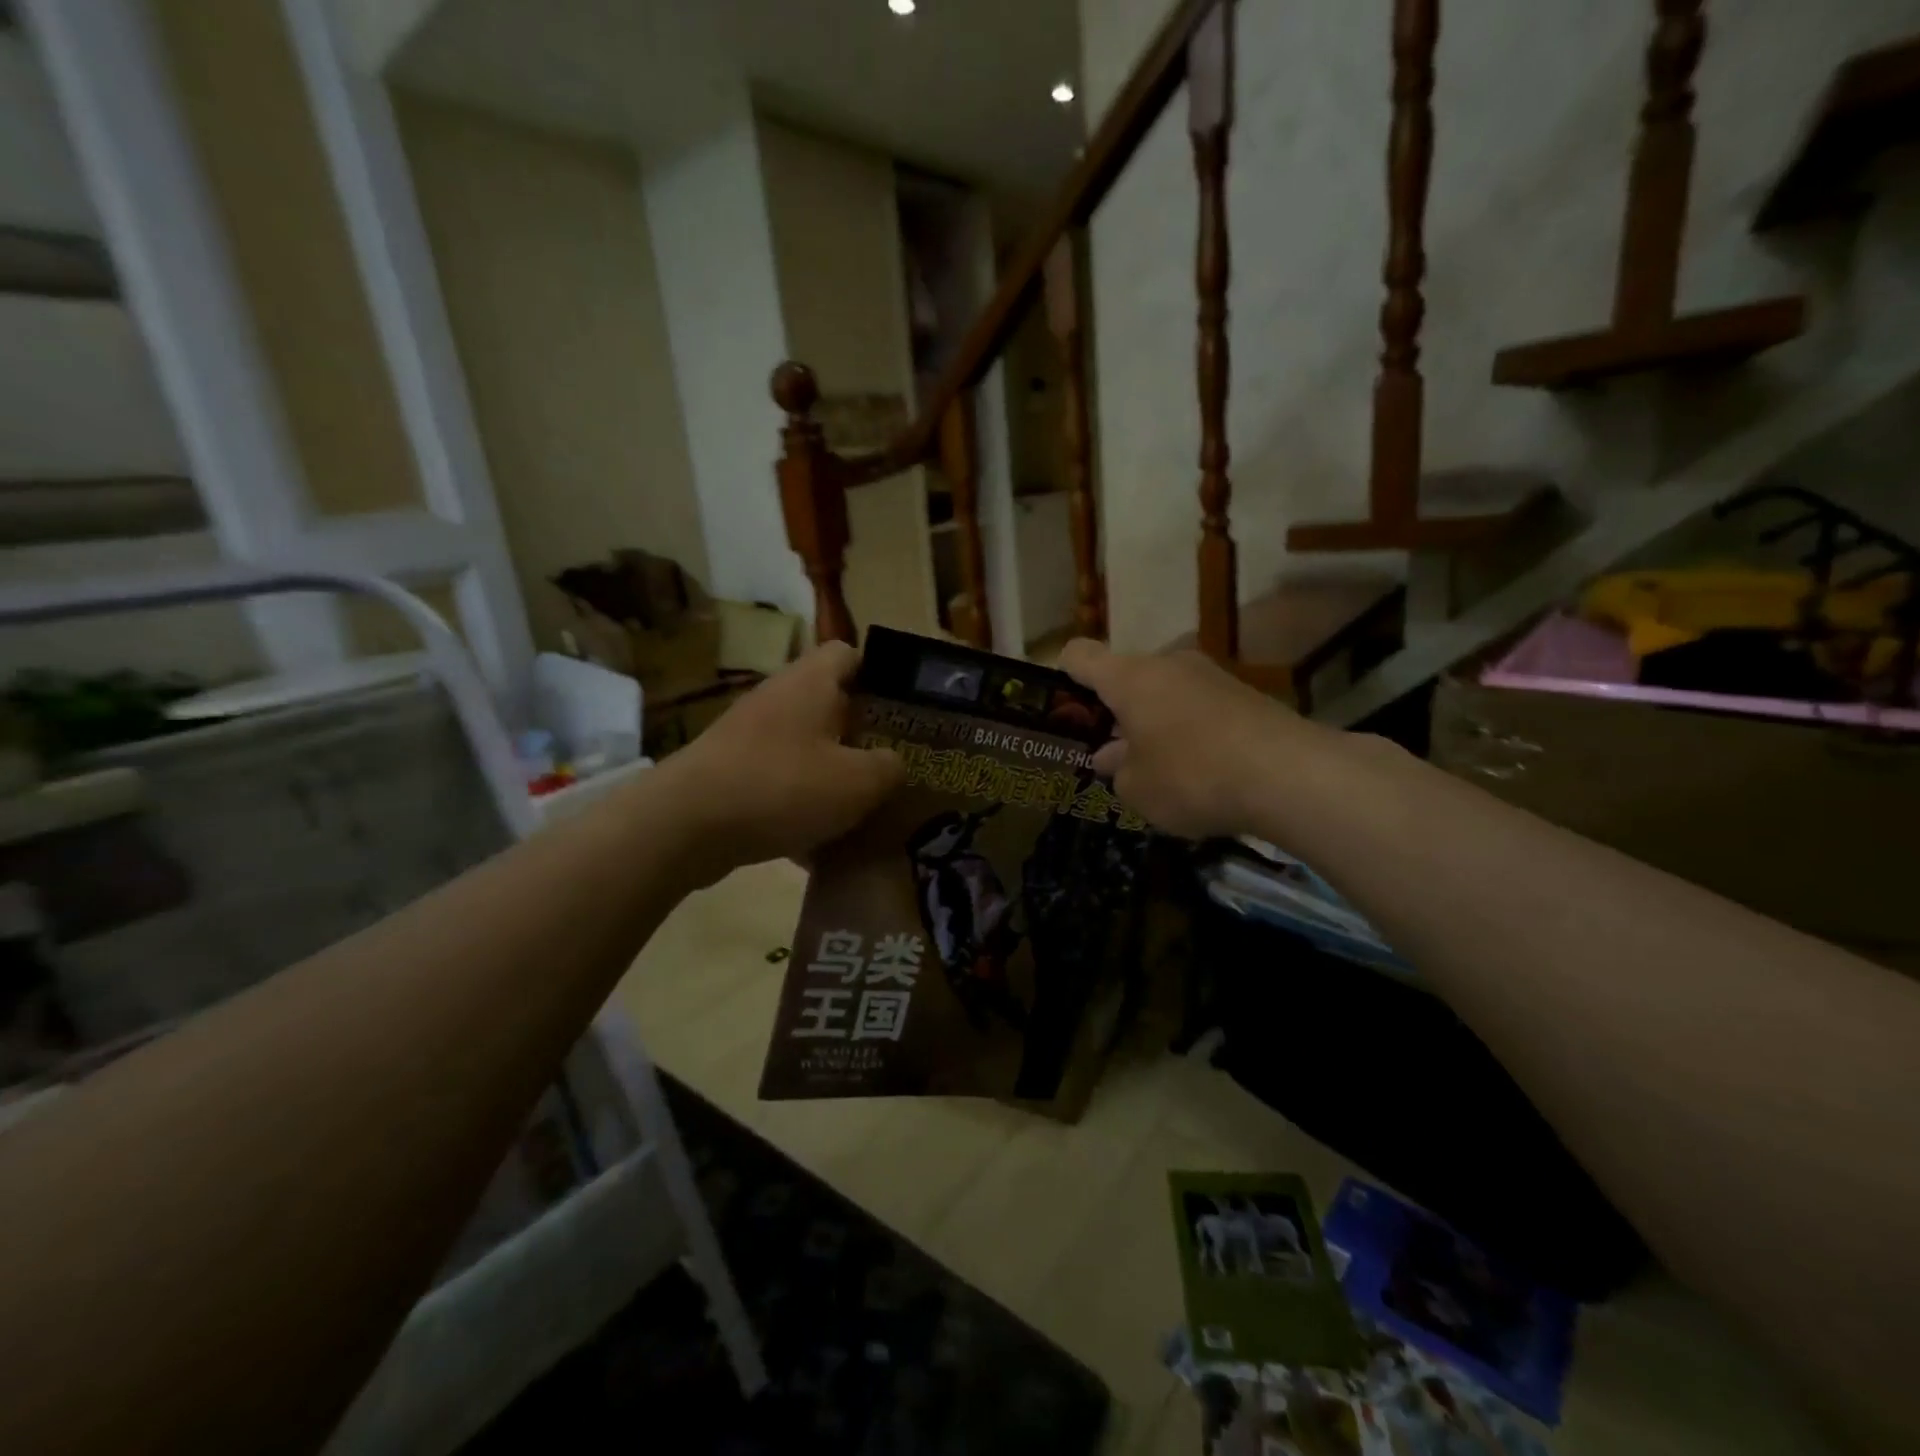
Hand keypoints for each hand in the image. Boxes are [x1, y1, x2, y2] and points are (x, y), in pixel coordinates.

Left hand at [665, 641, 903, 880]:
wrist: (687, 825)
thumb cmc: (783, 786)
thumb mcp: (858, 782)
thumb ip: (889, 768)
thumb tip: (893, 763)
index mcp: (811, 683)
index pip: (849, 653)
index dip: (880, 675)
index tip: (903, 708)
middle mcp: (778, 698)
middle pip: (829, 704)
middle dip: (861, 733)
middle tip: (892, 763)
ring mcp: (749, 736)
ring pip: (805, 747)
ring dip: (831, 773)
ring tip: (861, 808)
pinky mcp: (730, 771)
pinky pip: (779, 781)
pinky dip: (799, 805)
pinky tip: (817, 846)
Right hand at [1059, 639, 1318, 839]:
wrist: (1291, 776)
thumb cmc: (1192, 776)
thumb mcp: (1137, 788)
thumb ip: (1116, 770)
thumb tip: (1112, 756)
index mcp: (1129, 677)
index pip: (1078, 655)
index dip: (1061, 677)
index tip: (1062, 712)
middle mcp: (1168, 664)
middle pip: (1125, 678)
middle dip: (1114, 715)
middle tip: (1112, 758)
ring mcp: (1211, 676)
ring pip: (1164, 695)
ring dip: (1153, 725)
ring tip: (1158, 772)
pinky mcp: (1245, 695)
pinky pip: (1198, 709)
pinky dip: (1189, 734)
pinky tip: (1200, 773)